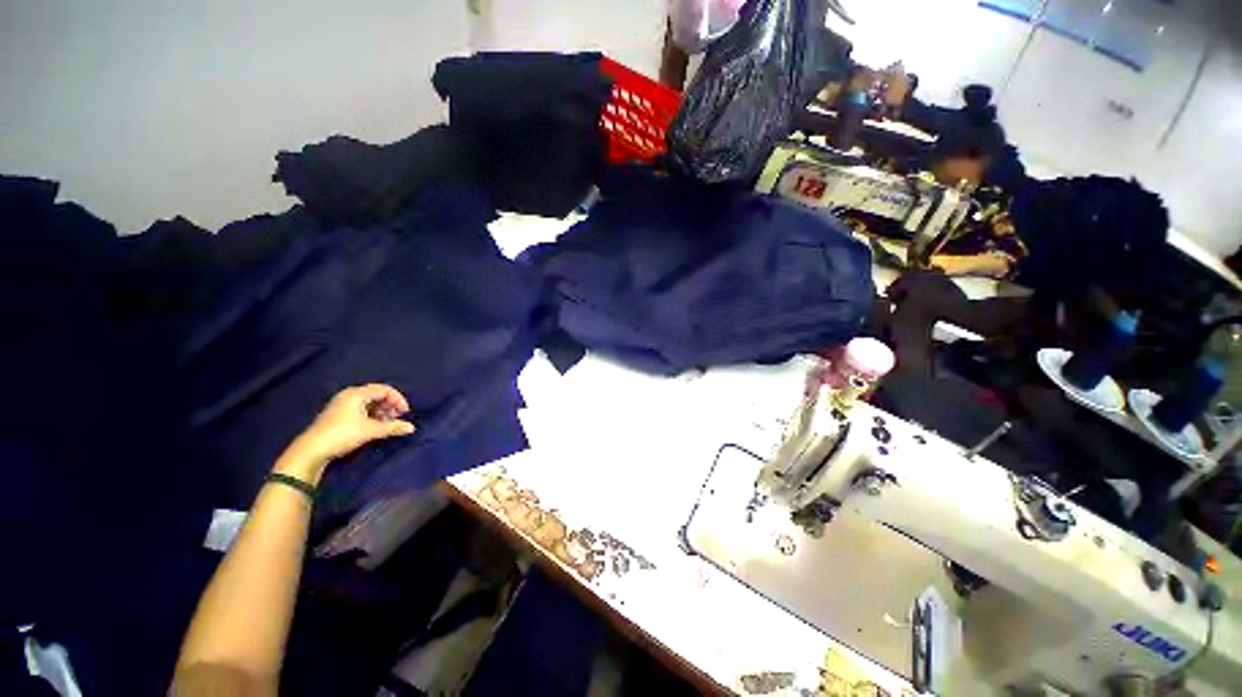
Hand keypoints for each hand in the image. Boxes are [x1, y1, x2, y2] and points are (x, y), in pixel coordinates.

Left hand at [278, 384, 415, 480]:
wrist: (311, 450)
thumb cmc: (342, 434)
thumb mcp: (371, 430)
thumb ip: (392, 427)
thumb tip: (411, 428)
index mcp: (357, 394)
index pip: (384, 389)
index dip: (398, 399)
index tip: (405, 412)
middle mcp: (349, 395)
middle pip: (376, 395)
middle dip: (390, 405)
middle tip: (397, 417)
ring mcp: (342, 405)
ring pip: (369, 403)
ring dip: (381, 411)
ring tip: (387, 423)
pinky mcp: (338, 415)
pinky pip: (361, 409)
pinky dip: (371, 415)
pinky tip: (374, 426)